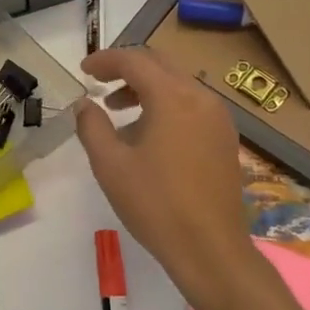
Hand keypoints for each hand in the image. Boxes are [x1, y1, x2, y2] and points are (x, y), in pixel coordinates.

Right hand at [75, 46, 262, 309]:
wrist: (210, 249)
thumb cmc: (155, 204)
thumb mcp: (110, 164)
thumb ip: (92, 125)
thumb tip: (85, 103)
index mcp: (173, 97)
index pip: (135, 61)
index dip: (105, 60)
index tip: (84, 70)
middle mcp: (201, 98)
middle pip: (160, 66)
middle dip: (127, 70)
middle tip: (99, 83)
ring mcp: (219, 118)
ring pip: (178, 85)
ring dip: (146, 88)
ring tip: (118, 111)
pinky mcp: (225, 139)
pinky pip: (192, 106)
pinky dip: (166, 106)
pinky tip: (148, 134)